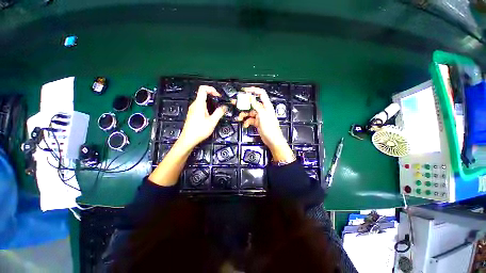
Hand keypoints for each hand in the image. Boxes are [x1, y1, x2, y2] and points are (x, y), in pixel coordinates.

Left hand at [178, 85, 226, 148]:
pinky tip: (210, 116)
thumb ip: (219, 113)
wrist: (188, 140)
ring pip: (202, 101)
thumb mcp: (212, 122)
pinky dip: (207, 107)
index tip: (218, 96)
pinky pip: (200, 107)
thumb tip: (224, 107)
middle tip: (220, 103)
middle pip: (203, 94)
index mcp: (199, 104)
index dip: (211, 89)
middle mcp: (194, 105)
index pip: (203, 89)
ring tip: (216, 110)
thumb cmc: (199, 130)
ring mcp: (192, 110)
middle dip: (212, 96)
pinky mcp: (192, 114)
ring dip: (210, 103)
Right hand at [237, 87, 293, 161]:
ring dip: (244, 114)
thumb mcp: (262, 115)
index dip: (253, 90)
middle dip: (244, 103)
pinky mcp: (257, 122)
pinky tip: (245, 124)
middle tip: (235, 103)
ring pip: (249, 112)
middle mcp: (263, 109)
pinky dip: (246, 121)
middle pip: (252, 103)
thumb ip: (256, 105)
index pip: (260, 93)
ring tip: (240, 117)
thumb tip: (250, 97)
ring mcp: (259, 116)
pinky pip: (250, 119)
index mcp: (266, 106)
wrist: (272, 140)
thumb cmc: (270, 128)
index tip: (244, 91)